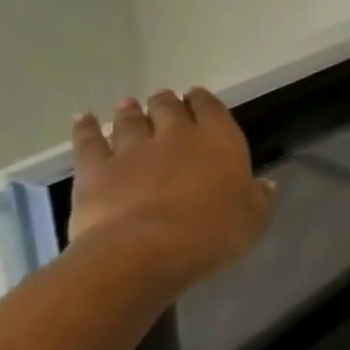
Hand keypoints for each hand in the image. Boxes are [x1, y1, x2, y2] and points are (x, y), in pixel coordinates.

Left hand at [67, 89, 274, 293]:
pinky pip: (88, 142)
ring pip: (131, 121)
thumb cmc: (210, 233)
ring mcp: (133, 151)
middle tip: (163, 98)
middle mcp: (177, 135)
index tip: (197, 96)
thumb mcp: (253, 219)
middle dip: (166, 101)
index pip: (211, 108)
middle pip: (169, 108)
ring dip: (130, 111)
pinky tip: (83, 119)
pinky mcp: (95, 171)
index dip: (203, 100)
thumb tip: (265, 185)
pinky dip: (85, 129)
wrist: (141, 253)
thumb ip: (259, 198)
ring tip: (127, 104)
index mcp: (219, 139)